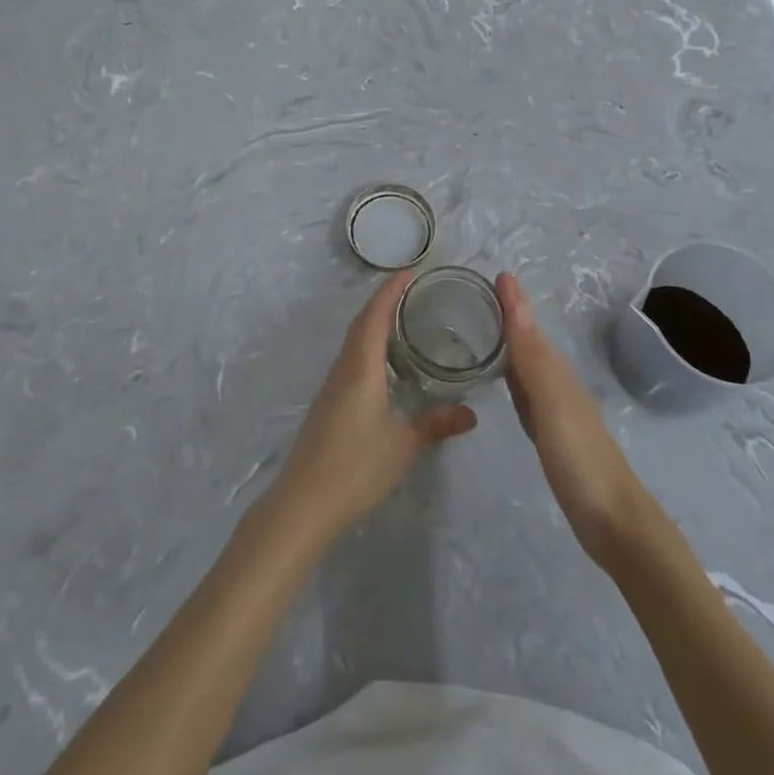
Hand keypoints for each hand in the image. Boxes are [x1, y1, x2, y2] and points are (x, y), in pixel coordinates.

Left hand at [266, 272, 477, 545]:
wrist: (302, 503)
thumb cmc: (354, 467)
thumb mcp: (402, 446)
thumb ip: (435, 424)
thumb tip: (471, 413)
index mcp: (361, 367)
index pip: (375, 316)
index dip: (390, 290)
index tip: (410, 270)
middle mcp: (344, 368)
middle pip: (362, 323)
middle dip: (384, 301)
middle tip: (413, 290)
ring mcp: (332, 386)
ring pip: (354, 341)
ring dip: (375, 323)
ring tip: (403, 318)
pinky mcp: (329, 404)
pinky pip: (351, 359)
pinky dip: (368, 346)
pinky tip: (384, 363)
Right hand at [497, 272, 652, 564]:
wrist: (615, 523)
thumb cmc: (581, 460)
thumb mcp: (552, 404)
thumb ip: (531, 356)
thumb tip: (515, 297)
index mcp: (555, 371)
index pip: (527, 326)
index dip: (513, 301)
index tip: (494, 273)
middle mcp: (555, 383)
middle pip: (527, 340)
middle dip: (507, 314)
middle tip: (475, 293)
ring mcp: (554, 410)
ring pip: (525, 364)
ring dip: (507, 342)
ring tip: (480, 325)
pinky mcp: (550, 434)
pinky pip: (524, 392)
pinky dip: (510, 375)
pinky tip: (501, 377)